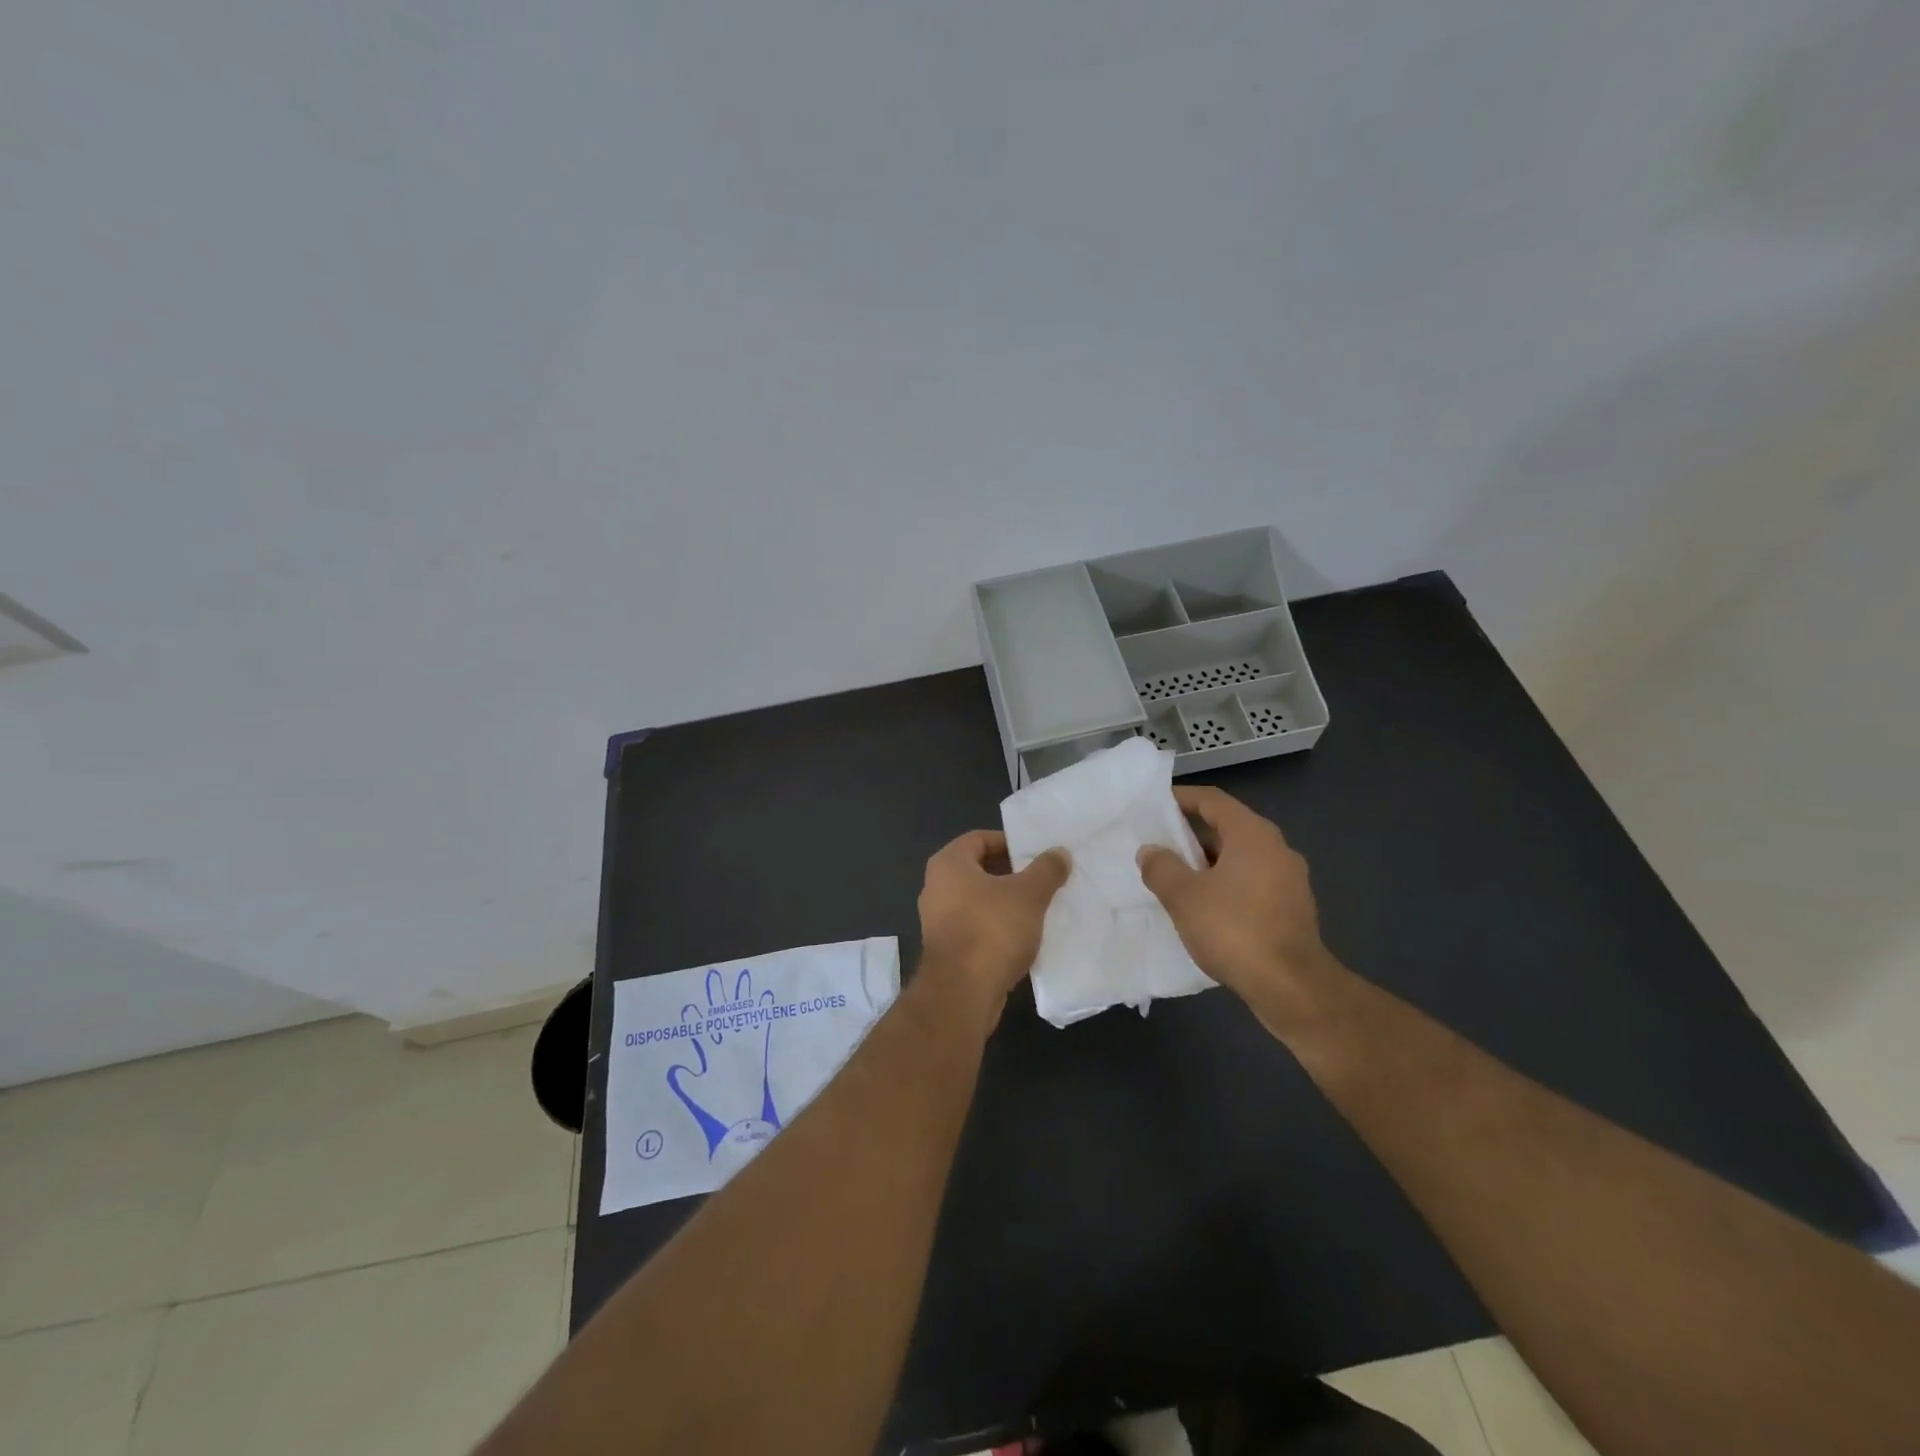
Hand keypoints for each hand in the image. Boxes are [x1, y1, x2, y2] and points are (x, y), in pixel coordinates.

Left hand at [917, 830, 1069, 1022]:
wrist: (963, 993)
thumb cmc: (992, 930)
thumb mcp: (1029, 894)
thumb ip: (1046, 869)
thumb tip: (1060, 852)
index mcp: (948, 864)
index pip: (979, 838)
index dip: (1009, 842)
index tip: (1036, 853)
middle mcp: (936, 887)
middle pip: (979, 869)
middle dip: (1012, 873)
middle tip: (1043, 878)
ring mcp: (938, 921)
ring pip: (979, 901)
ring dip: (1006, 902)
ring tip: (1039, 906)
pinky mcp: (947, 950)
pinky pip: (977, 927)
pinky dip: (998, 927)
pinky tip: (1024, 936)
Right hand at [1136, 786, 1330, 1011]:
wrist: (1292, 988)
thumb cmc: (1234, 930)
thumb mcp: (1184, 896)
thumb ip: (1161, 867)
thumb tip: (1150, 851)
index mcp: (1253, 834)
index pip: (1212, 800)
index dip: (1181, 798)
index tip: (1154, 805)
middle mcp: (1277, 849)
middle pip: (1227, 828)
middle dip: (1191, 834)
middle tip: (1158, 845)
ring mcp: (1289, 880)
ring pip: (1240, 858)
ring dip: (1207, 863)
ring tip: (1175, 878)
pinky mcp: (1292, 909)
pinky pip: (1251, 883)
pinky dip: (1226, 886)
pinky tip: (1204, 908)